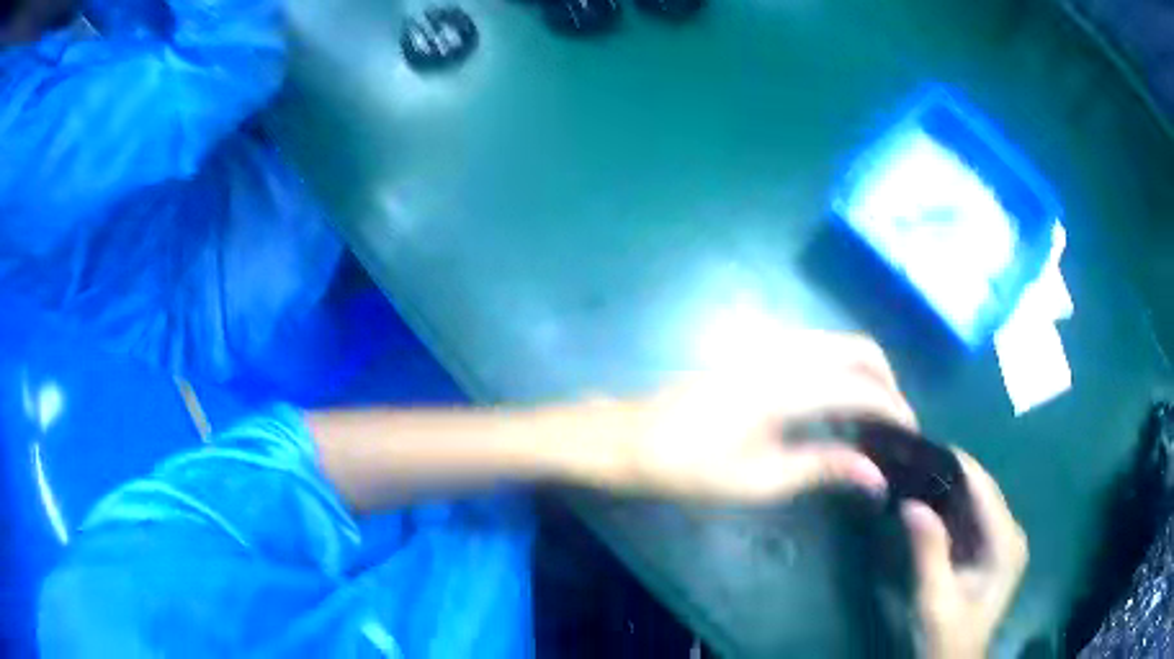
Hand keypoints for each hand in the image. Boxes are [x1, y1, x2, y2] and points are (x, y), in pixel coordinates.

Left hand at [599, 331, 917, 502]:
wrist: (631, 438)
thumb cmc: (691, 467)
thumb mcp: (760, 479)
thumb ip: (824, 468)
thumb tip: (876, 475)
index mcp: (789, 386)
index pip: (863, 388)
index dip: (895, 410)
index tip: (912, 437)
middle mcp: (786, 352)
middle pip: (859, 349)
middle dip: (887, 382)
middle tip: (893, 426)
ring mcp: (769, 346)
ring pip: (839, 344)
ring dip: (865, 373)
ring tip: (870, 420)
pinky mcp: (756, 351)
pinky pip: (817, 348)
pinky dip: (840, 369)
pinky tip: (834, 406)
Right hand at [902, 451, 1028, 658]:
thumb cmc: (948, 637)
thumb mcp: (935, 601)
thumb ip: (928, 554)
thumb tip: (912, 504)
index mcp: (1006, 543)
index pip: (983, 489)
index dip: (956, 464)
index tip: (923, 445)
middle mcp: (1010, 533)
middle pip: (981, 490)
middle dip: (949, 474)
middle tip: (912, 459)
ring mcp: (1002, 541)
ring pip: (975, 502)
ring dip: (947, 489)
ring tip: (915, 472)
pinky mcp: (990, 550)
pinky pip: (970, 519)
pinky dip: (949, 509)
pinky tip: (927, 502)